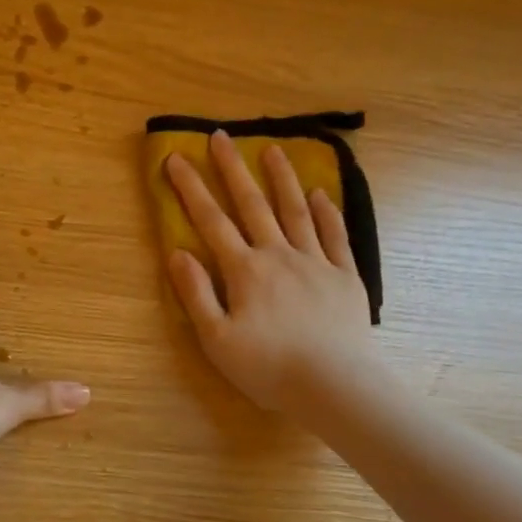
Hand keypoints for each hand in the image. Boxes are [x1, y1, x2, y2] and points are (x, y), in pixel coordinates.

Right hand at [164, 130, 373, 412]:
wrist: (334, 384)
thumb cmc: (268, 367)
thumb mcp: (216, 339)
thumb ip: (196, 294)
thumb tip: (177, 253)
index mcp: (245, 271)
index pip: (212, 222)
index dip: (191, 189)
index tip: (176, 158)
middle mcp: (279, 255)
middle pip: (252, 205)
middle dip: (233, 169)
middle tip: (221, 136)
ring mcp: (316, 262)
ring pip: (296, 211)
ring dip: (282, 179)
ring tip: (273, 149)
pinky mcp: (345, 277)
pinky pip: (334, 236)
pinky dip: (326, 212)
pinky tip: (321, 193)